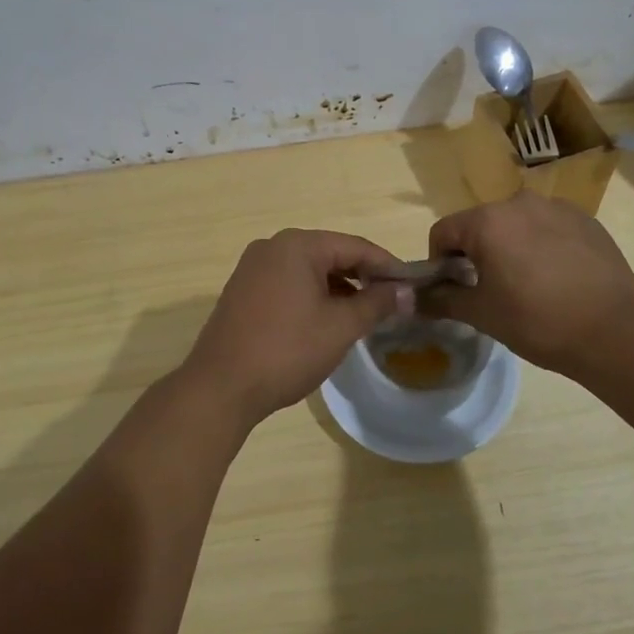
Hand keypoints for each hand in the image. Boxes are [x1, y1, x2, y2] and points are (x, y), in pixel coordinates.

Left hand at [182, 230, 413, 427]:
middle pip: (331, 254)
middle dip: (363, 277)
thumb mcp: (341, 327)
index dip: (388, 266)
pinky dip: (313, 296)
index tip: (413, 285)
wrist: (221, 387)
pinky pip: (288, 283)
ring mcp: (253, 268)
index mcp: (297, 245)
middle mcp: (272, 247)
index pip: (355, 246)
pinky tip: (328, 320)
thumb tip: (406, 291)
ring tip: (365, 314)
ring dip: (339, 288)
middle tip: (393, 301)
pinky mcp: (243, 291)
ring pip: (309, 270)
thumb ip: (377, 303)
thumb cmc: (287, 351)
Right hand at [423, 194, 633, 378]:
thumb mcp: (481, 314)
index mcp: (488, 221)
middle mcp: (520, 202)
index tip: (454, 290)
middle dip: (476, 253)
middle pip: (480, 224)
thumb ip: (440, 299)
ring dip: (510, 247)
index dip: (439, 262)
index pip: (443, 232)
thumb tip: (409, 298)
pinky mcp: (586, 220)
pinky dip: (542, 246)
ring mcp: (557, 208)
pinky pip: (548, 228)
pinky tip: (557, 279)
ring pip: (516, 224)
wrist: (614, 331)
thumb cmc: (537, 321)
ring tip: (527, 285)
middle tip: (489, 290)